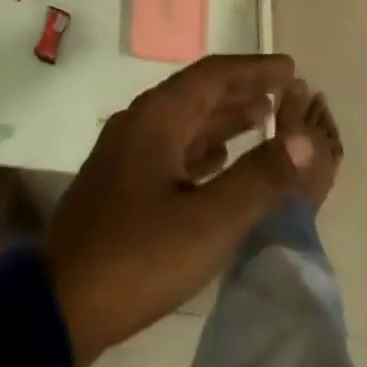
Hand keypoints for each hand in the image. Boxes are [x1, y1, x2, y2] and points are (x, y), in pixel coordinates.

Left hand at [41, 54, 310, 366]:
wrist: (64, 299)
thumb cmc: (139, 255)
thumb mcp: (208, 222)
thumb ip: (258, 179)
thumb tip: (303, 141)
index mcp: (157, 117)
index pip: (212, 75)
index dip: (253, 69)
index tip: (290, 67)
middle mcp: (140, 122)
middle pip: (197, 94)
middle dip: (241, 91)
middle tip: (284, 93)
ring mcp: (128, 152)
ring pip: (184, 122)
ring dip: (223, 119)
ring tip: (264, 118)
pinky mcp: (123, 181)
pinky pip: (172, 148)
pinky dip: (202, 147)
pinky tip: (220, 159)